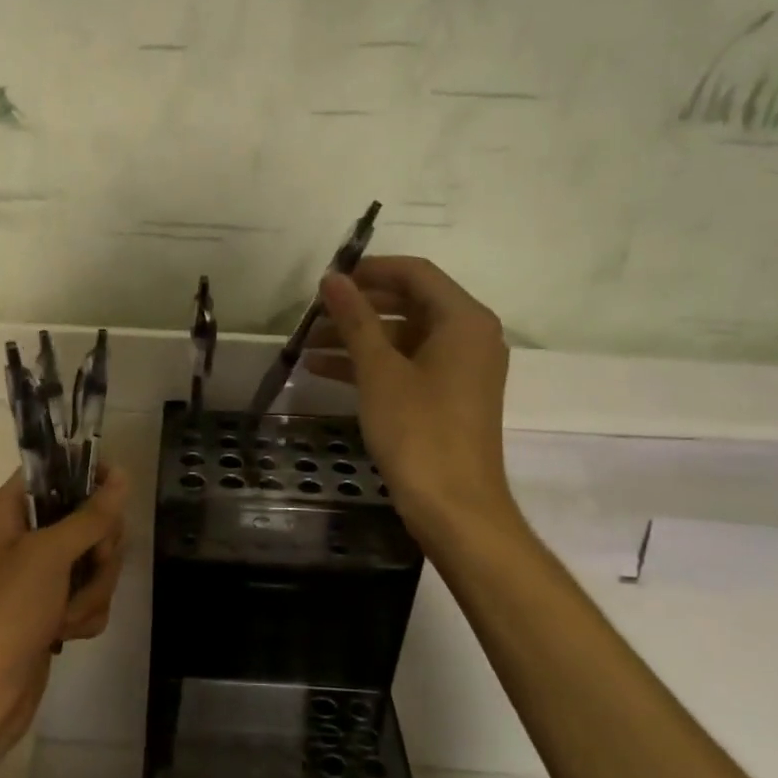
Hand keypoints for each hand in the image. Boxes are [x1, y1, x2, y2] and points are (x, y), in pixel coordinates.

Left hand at [0, 467, 129, 760]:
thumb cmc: (7, 611)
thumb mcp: (50, 555)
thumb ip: (90, 515)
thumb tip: (122, 475)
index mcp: (13, 511)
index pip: (55, 470)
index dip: (88, 474)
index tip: (117, 488)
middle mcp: (28, 537)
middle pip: (88, 518)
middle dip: (98, 550)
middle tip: (91, 564)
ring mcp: (44, 575)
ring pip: (96, 561)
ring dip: (92, 590)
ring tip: (67, 615)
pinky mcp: (56, 608)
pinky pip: (91, 594)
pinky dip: (85, 615)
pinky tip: (66, 634)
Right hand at [306, 257, 523, 547]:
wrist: (454, 507)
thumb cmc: (419, 431)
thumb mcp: (380, 371)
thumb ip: (356, 319)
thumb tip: (333, 278)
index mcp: (464, 319)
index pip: (415, 273)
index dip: (370, 270)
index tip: (328, 279)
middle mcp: (469, 336)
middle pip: (409, 302)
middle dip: (358, 306)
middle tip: (314, 312)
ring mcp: (460, 369)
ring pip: (403, 337)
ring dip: (357, 338)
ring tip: (308, 343)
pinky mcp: (448, 397)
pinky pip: (406, 365)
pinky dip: (370, 365)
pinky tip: (323, 370)